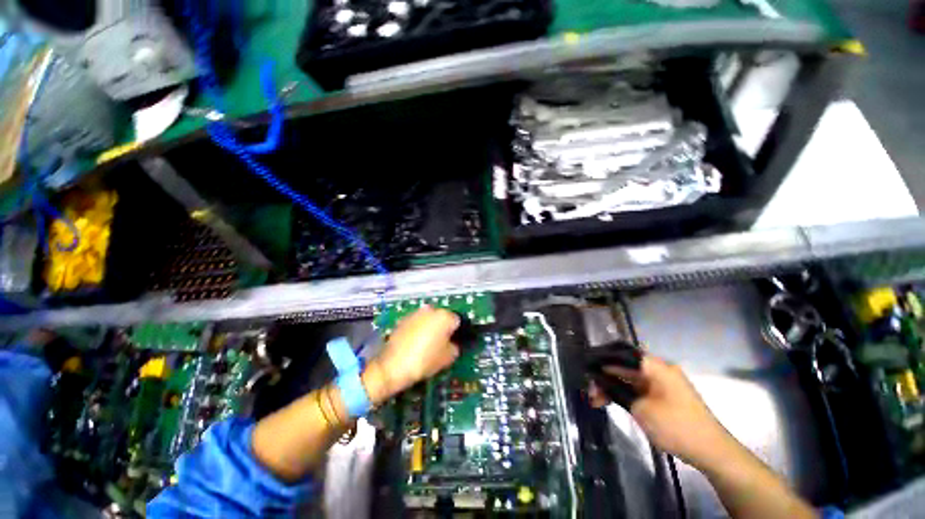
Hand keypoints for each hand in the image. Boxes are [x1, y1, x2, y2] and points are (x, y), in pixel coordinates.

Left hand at [365, 306, 459, 400]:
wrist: (393, 365)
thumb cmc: (425, 360)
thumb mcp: (448, 358)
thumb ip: (455, 347)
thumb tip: (452, 343)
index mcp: (445, 316)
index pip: (457, 321)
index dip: (456, 333)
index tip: (453, 343)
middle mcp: (431, 309)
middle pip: (442, 317)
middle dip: (443, 327)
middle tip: (440, 344)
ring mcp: (416, 313)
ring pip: (429, 319)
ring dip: (430, 327)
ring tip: (426, 344)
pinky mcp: (404, 319)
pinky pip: (417, 322)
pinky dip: (418, 329)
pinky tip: (415, 343)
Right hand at [590, 355, 734, 468]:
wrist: (711, 451)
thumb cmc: (676, 426)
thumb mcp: (641, 409)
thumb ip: (616, 390)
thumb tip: (596, 378)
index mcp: (655, 366)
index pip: (621, 352)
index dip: (601, 356)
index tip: (584, 363)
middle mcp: (658, 370)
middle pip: (624, 366)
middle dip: (604, 375)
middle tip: (589, 388)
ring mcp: (661, 383)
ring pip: (629, 378)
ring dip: (612, 386)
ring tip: (595, 400)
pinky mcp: (663, 395)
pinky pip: (637, 389)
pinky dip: (623, 393)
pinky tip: (610, 401)